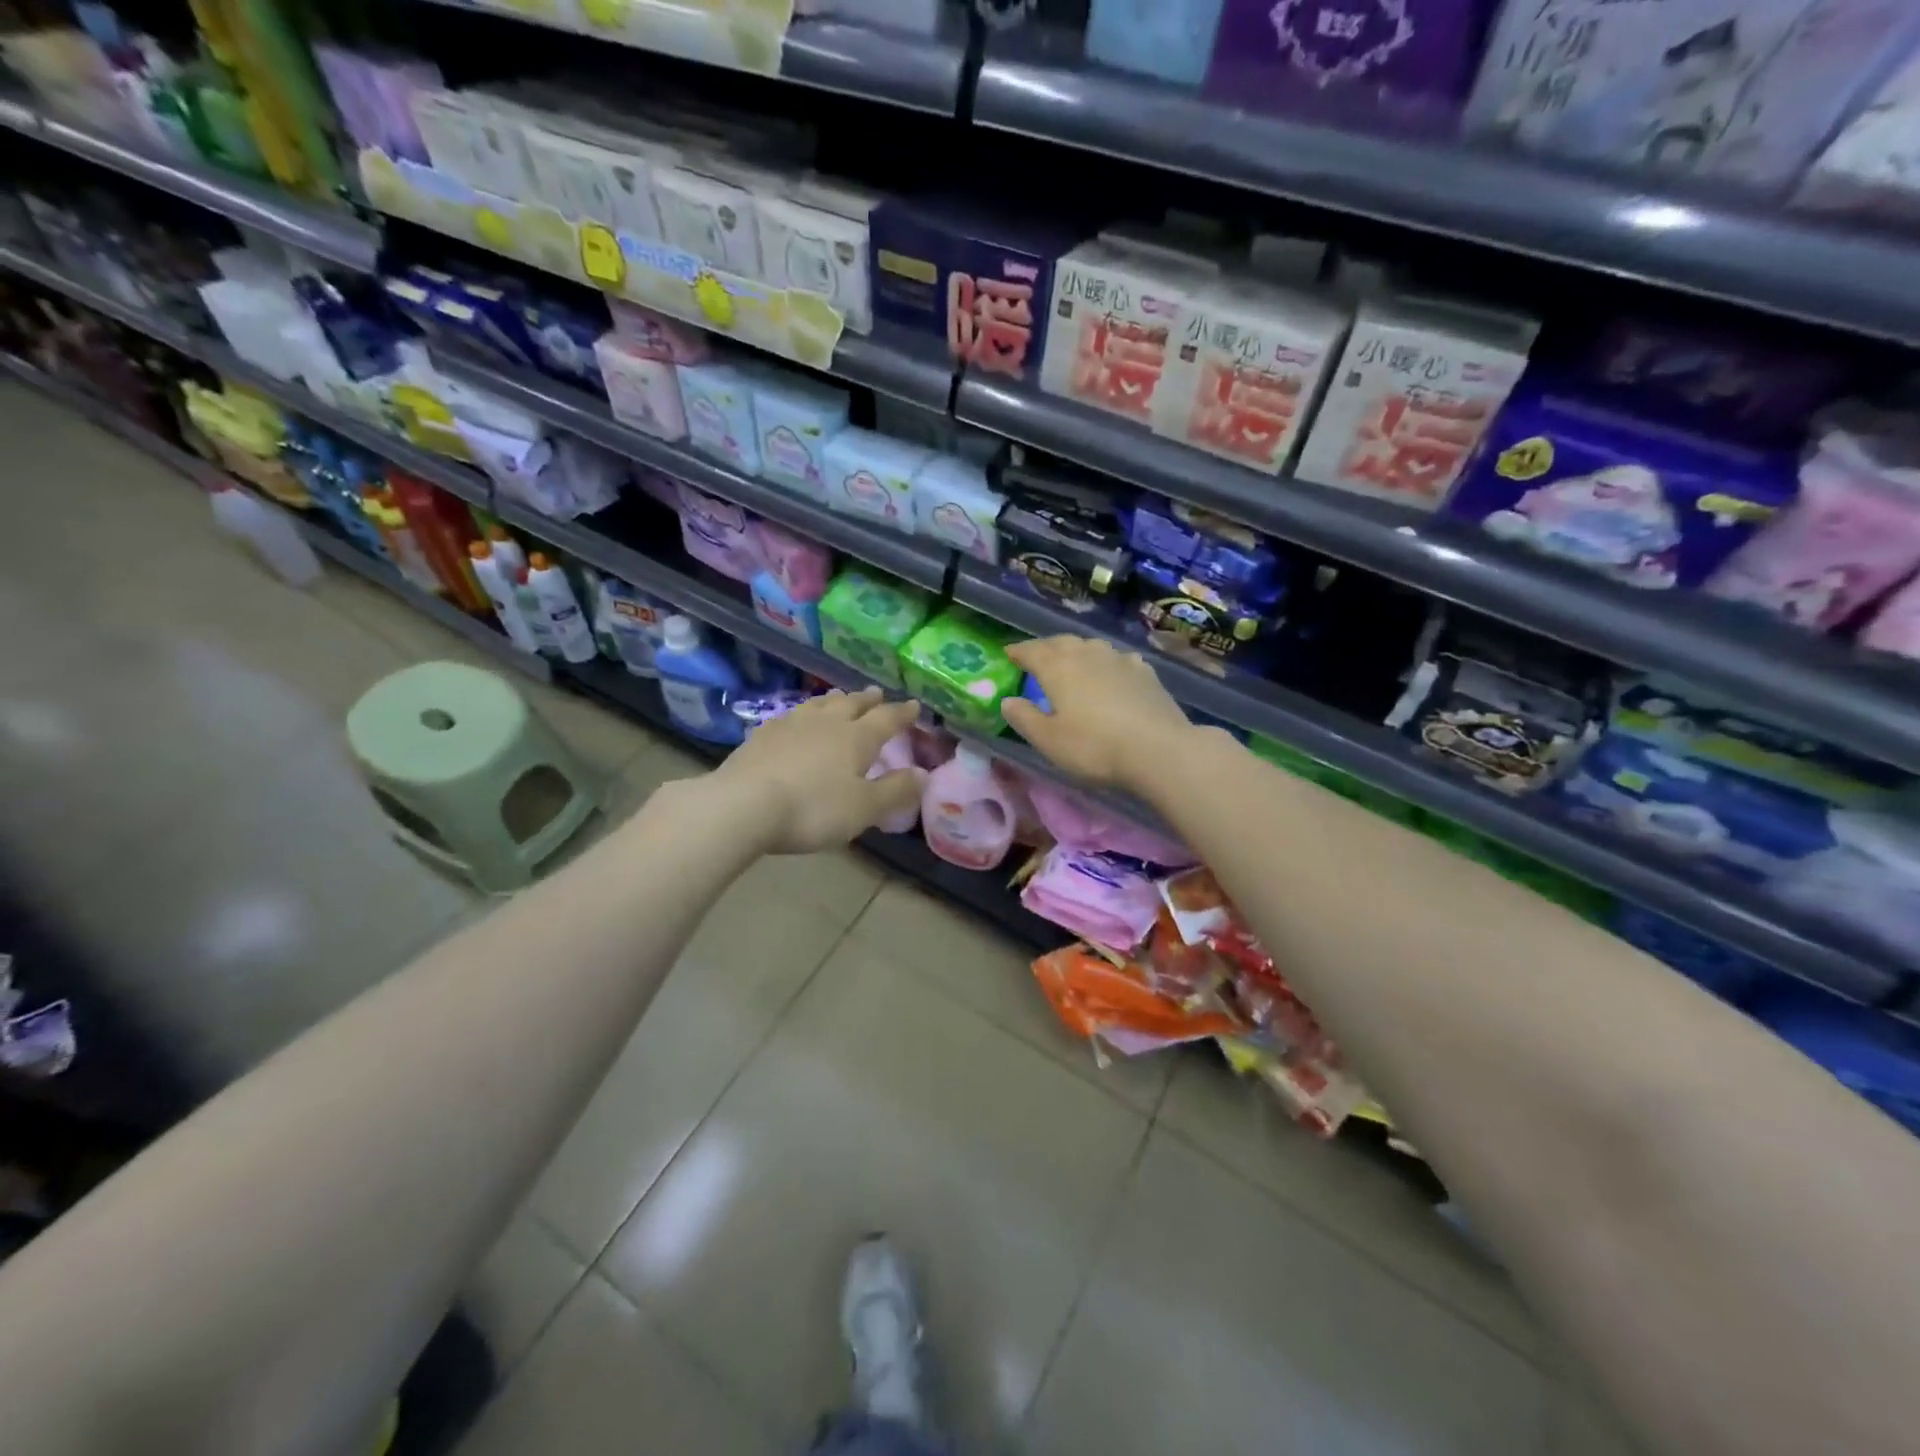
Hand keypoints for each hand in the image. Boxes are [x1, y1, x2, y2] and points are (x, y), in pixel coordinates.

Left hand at [715, 688, 923, 853]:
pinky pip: (792, 715)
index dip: (902, 713)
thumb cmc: (813, 809)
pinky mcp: (763, 734)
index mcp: (856, 738)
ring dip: (835, 700)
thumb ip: (895, 790)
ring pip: (820, 705)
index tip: (914, 705)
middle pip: (852, 705)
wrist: (744, 805)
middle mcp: (826, 722)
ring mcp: (791, 724)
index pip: (886, 719)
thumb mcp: (864, 808)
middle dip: (868, 700)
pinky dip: (804, 713)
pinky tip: (798, 719)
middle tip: (877, 693)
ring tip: (841, 697)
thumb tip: (924, 774)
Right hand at [1001, 636, 1194, 790]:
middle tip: (1037, 658)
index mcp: (1058, 667)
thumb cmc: (1094, 746)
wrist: (1158, 749)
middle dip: (1046, 648)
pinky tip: (1111, 672)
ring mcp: (1120, 660)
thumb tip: (1008, 701)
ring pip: (1091, 646)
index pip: (1031, 651)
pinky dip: (1106, 662)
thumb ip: (1024, 718)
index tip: (1008, 653)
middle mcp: (1087, 654)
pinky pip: (1118, 659)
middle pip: (1061, 643)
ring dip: (1077, 651)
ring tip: (1072, 662)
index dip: (1018, 651)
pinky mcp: (1145, 672)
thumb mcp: (1048, 740)